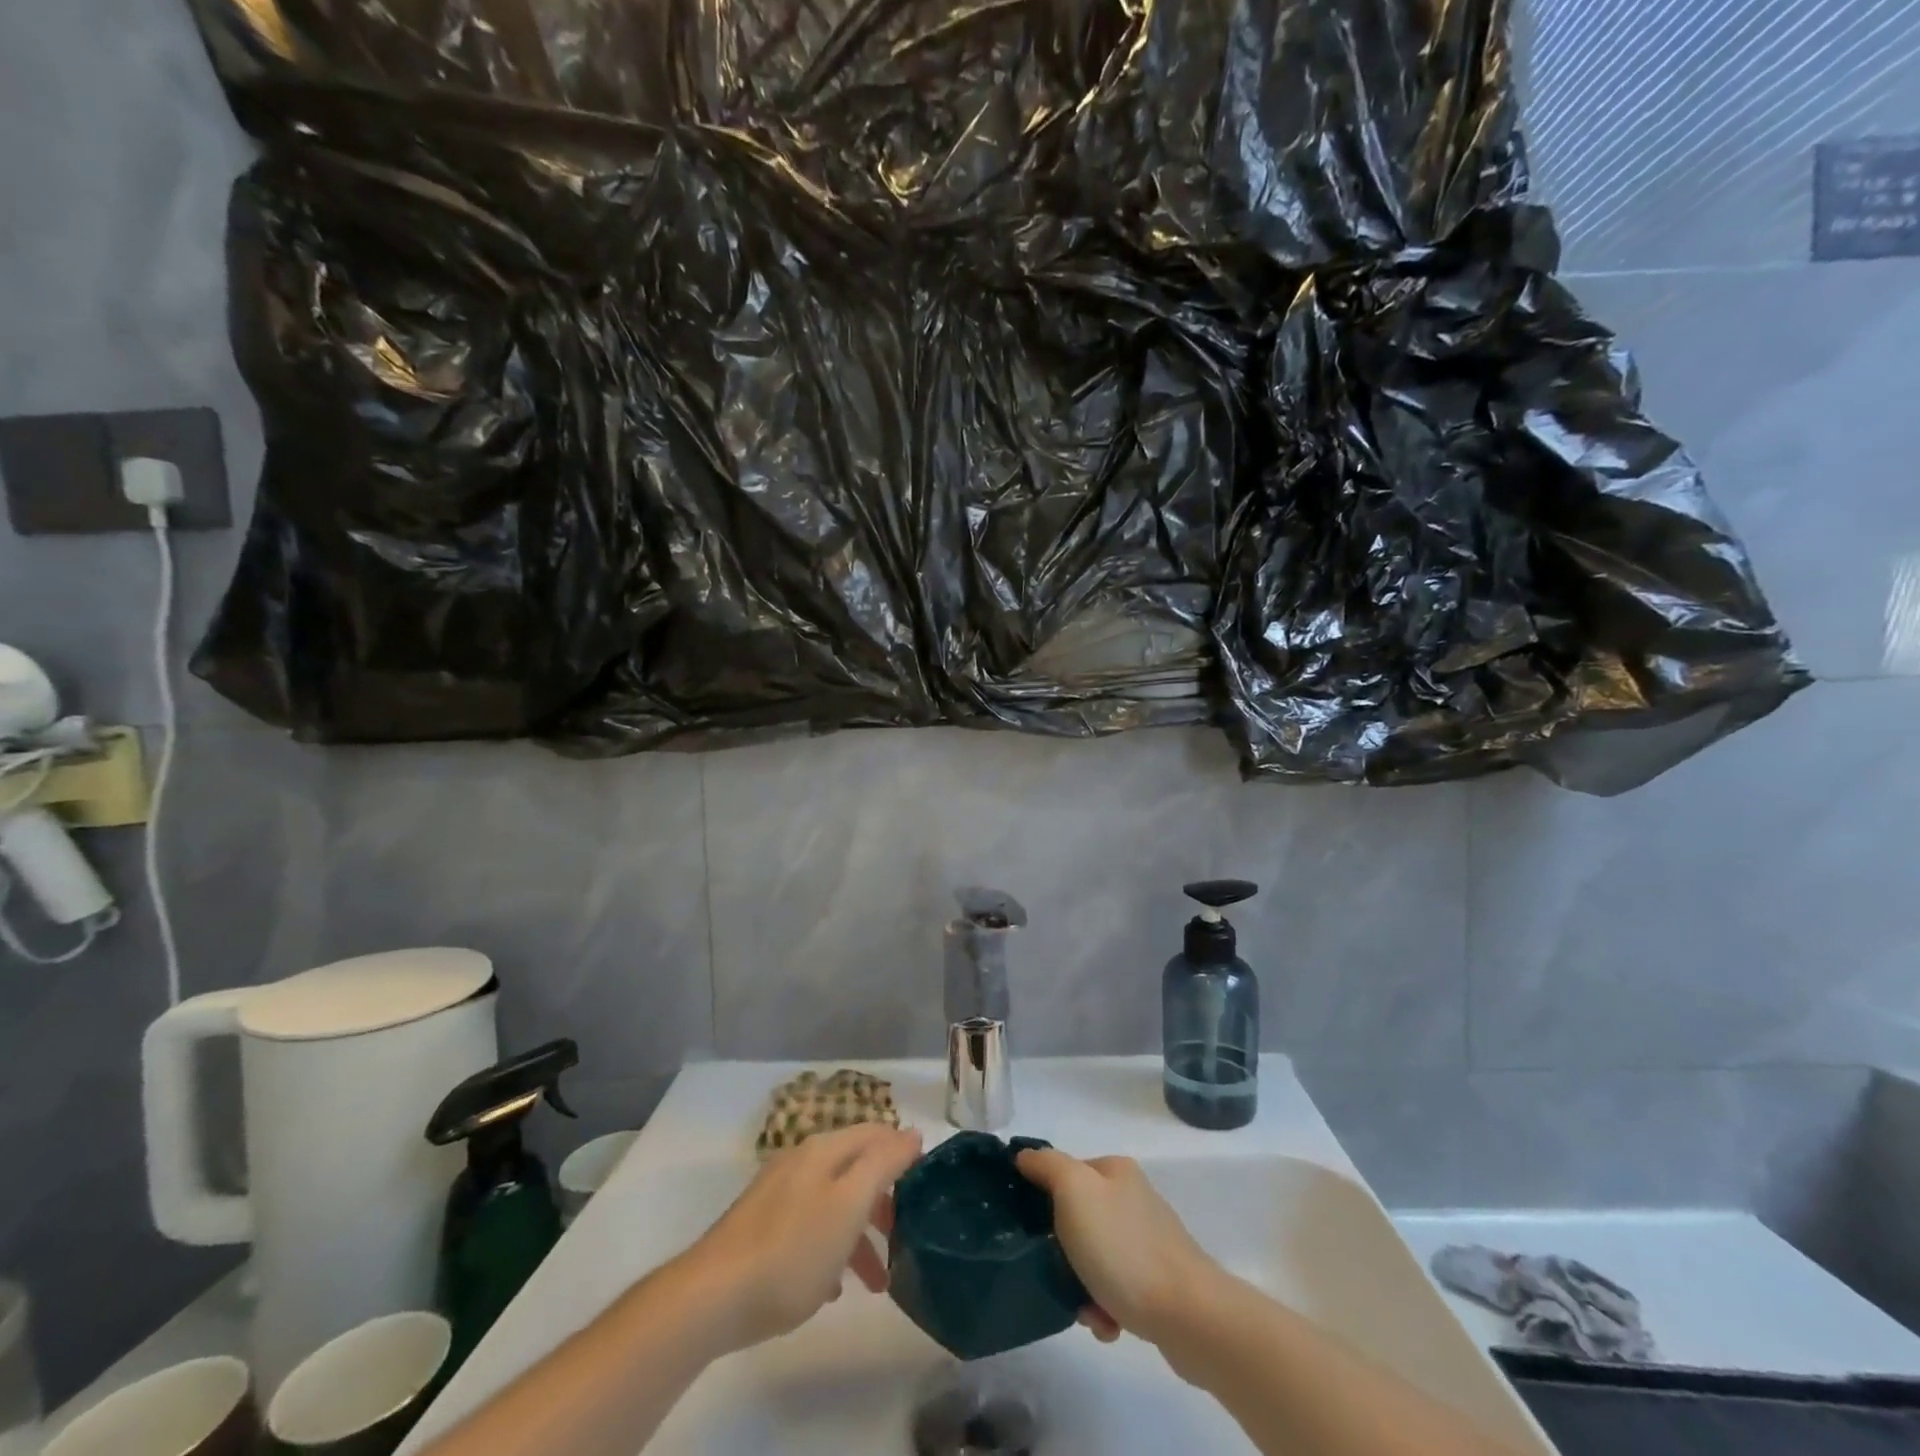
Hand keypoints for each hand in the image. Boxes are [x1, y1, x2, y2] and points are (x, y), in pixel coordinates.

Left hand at [674, 1123, 922, 1352]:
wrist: (711, 1297)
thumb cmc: (792, 1250)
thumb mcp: (849, 1205)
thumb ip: (883, 1164)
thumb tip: (911, 1134)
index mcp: (824, 1150)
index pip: (876, 1133)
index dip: (904, 1152)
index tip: (927, 1187)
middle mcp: (801, 1162)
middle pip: (856, 1169)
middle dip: (884, 1202)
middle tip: (904, 1239)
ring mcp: (778, 1194)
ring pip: (834, 1203)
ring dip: (859, 1236)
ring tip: (876, 1284)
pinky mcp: (761, 1228)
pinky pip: (809, 1228)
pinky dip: (829, 1250)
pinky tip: (831, 1288)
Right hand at [1016, 1148, 1219, 1345]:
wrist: (1188, 1316)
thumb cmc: (1123, 1248)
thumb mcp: (1074, 1191)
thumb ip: (1047, 1166)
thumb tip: (1025, 1155)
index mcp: (1115, 1170)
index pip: (1064, 1173)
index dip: (1042, 1198)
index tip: (1030, 1229)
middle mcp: (1133, 1198)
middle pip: (1077, 1219)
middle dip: (1062, 1251)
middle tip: (1055, 1273)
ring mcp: (1148, 1240)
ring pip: (1094, 1258)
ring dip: (1081, 1285)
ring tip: (1085, 1309)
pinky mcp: (1159, 1281)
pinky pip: (1115, 1289)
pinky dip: (1104, 1306)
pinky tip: (1107, 1324)